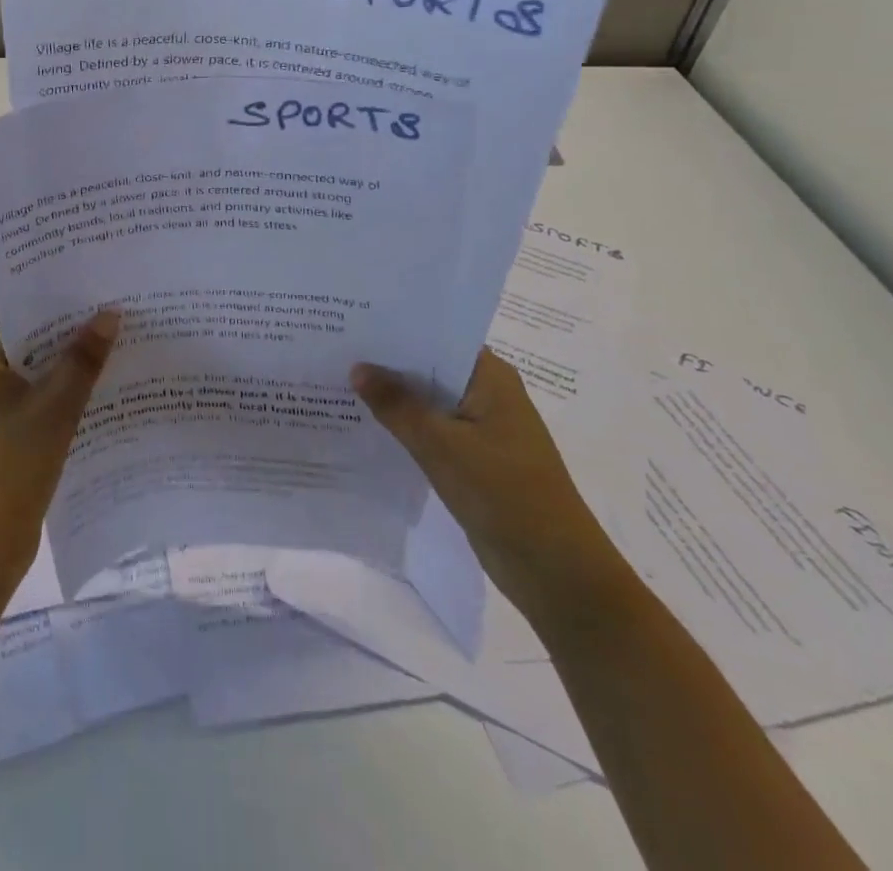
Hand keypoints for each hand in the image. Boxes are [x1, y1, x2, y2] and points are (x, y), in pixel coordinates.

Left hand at [0, 312, 120, 595]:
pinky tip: (109, 397)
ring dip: (78, 370)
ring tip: (126, 352)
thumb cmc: (12, 467)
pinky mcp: (12, 438)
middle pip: (38, 348)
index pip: (27, 319)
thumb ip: (82, 360)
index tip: (106, 295)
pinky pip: (46, 405)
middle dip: (78, 338)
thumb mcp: (54, 408)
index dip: (65, 307)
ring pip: (45, 378)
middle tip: (125, 320)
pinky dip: (72, 400)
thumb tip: (110, 314)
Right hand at [352, 347, 630, 623]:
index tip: (354, 320)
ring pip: (429, 402)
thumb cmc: (504, 493)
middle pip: (430, 368)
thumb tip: (357, 367)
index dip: (397, 328)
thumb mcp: (441, 444)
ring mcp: (483, 429)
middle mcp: (489, 394)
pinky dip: (405, 427)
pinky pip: (432, 432)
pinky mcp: (475, 460)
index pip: (438, 336)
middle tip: (337, 348)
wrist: (556, 571)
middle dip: (388, 362)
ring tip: (340, 380)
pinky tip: (366, 425)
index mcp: (491, 377)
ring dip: (394, 397)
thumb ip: (396, 405)